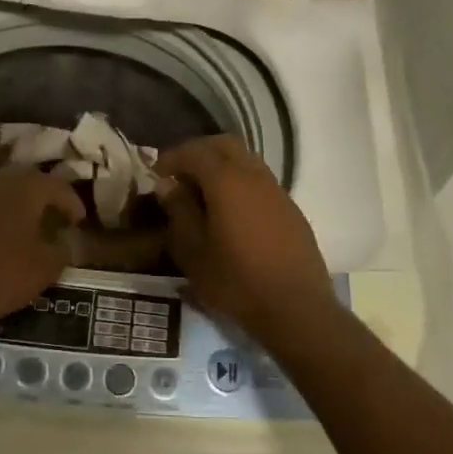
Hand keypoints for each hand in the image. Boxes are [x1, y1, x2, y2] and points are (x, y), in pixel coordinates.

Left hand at [0, 166, 86, 330]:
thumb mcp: (42, 269)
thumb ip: (61, 251)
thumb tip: (67, 239)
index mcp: (27, 186)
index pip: (59, 187)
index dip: (73, 204)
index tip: (79, 221)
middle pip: (28, 182)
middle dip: (43, 198)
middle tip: (54, 219)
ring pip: (1, 192)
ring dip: (15, 206)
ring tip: (25, 229)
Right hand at [155, 136, 340, 340]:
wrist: (296, 308)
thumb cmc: (236, 281)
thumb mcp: (193, 252)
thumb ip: (178, 212)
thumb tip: (168, 186)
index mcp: (226, 180)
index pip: (194, 151)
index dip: (172, 158)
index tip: (156, 174)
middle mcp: (254, 175)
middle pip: (224, 145)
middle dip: (198, 152)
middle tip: (180, 174)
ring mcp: (276, 190)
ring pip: (245, 160)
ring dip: (221, 166)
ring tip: (203, 194)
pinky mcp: (290, 208)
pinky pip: (260, 181)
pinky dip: (240, 183)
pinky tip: (231, 212)